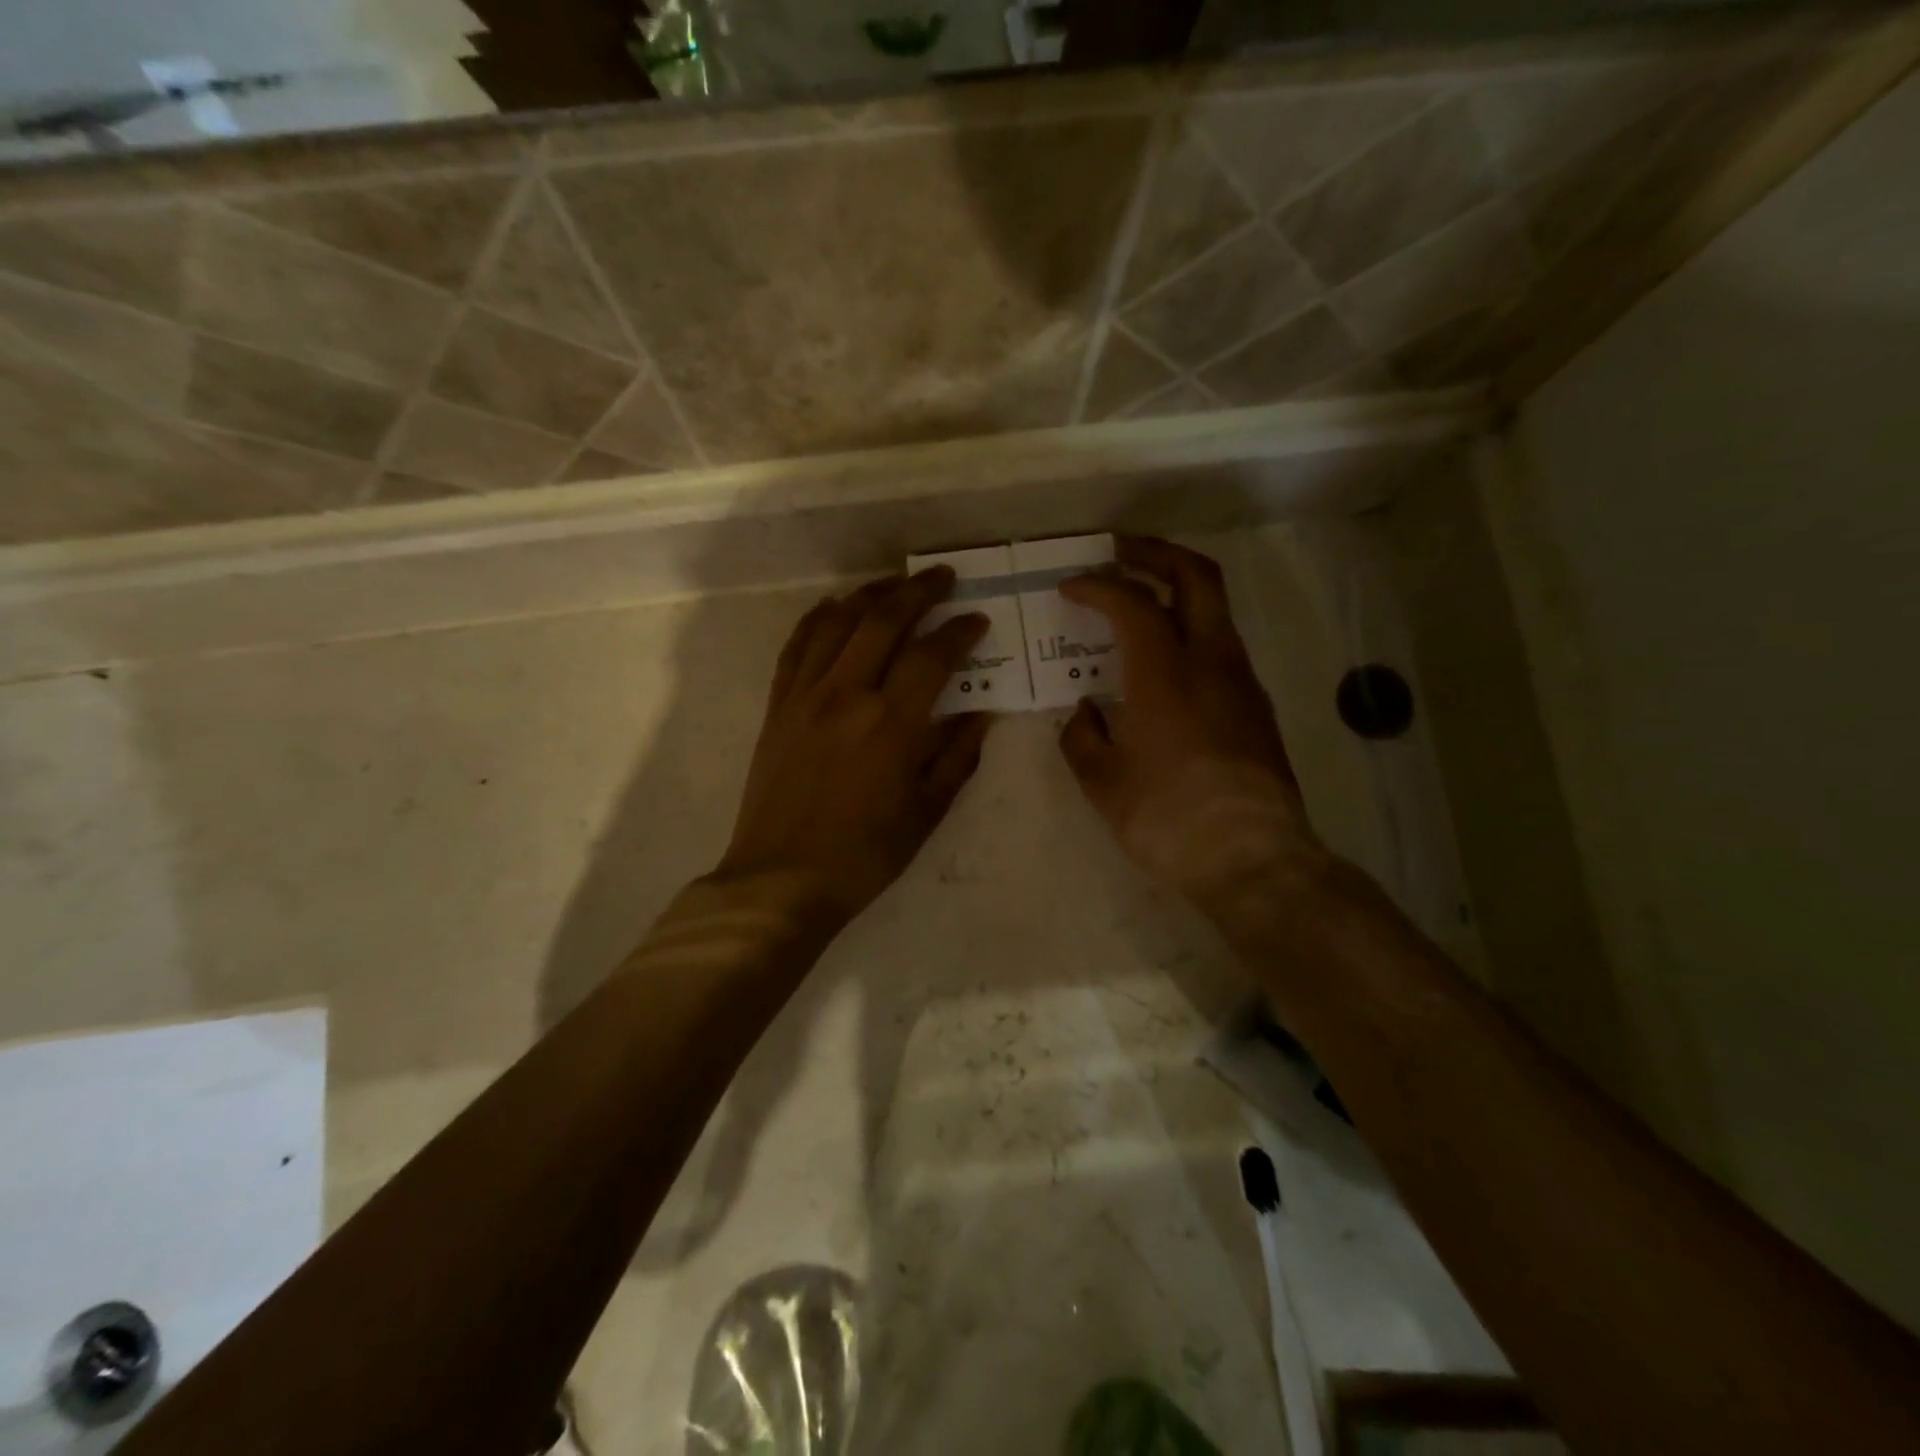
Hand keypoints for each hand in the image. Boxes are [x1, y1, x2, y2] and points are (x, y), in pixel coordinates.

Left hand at [712, 568, 992, 929]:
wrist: (782, 878)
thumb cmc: (864, 854)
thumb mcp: (926, 811)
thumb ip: (956, 757)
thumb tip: (981, 713)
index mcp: (890, 724)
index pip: (932, 656)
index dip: (959, 632)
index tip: (977, 620)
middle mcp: (846, 695)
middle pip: (884, 622)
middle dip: (918, 592)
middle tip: (944, 577)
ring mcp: (804, 695)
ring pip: (838, 622)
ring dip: (870, 595)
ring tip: (894, 584)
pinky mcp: (777, 705)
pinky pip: (797, 645)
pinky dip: (818, 618)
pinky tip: (835, 607)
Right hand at [1058, 537, 1327, 909]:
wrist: (1251, 857)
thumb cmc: (1167, 817)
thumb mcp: (1103, 781)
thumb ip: (1083, 736)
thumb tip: (1087, 712)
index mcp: (1165, 672)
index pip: (1131, 602)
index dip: (1097, 585)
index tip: (1071, 586)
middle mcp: (1211, 661)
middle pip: (1195, 576)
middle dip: (1156, 553)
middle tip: (1121, 551)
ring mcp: (1242, 682)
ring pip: (1216, 610)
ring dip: (1178, 591)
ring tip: (1141, 602)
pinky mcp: (1257, 708)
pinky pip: (1222, 647)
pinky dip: (1192, 631)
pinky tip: (1167, 663)